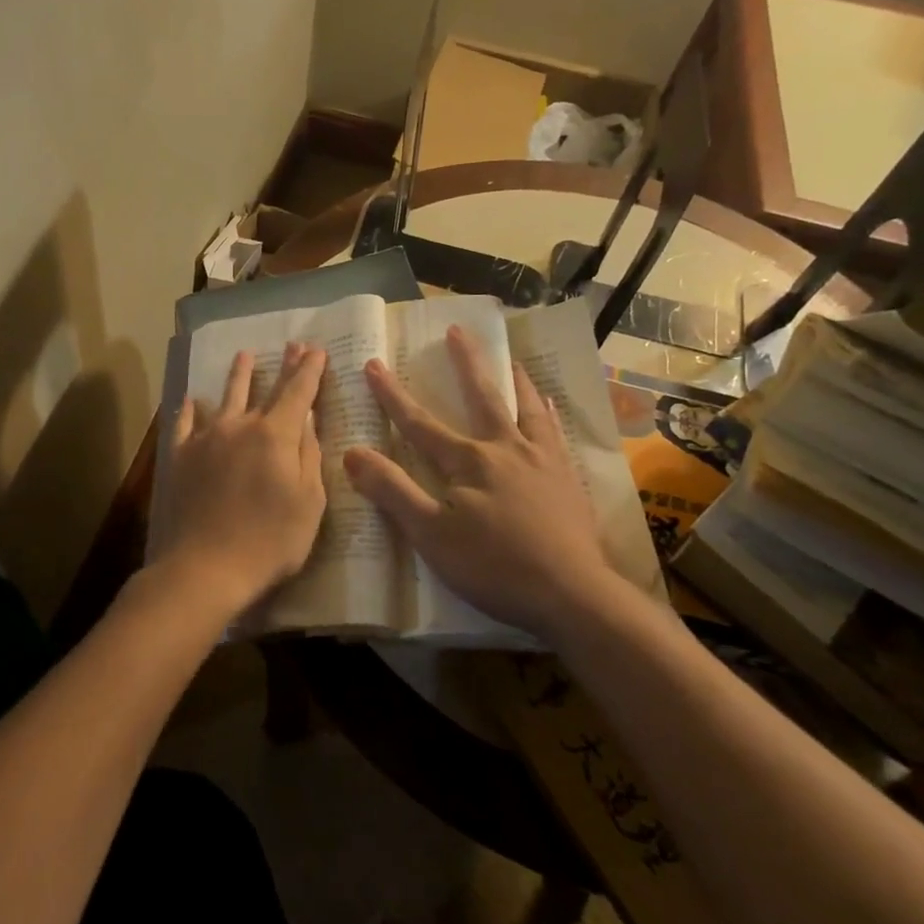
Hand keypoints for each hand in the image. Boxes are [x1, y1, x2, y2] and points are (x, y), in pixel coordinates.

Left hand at [151, 343, 327, 618]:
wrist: (205, 567)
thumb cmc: (270, 540)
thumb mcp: (308, 502)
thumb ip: (309, 456)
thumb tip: (307, 420)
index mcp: (276, 435)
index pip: (298, 392)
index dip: (309, 370)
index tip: (317, 350)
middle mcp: (241, 426)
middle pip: (265, 388)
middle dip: (282, 366)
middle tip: (291, 345)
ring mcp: (206, 439)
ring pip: (225, 398)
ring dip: (237, 376)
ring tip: (243, 356)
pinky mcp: (180, 457)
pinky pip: (185, 423)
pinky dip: (190, 409)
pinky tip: (191, 401)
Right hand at [343, 326, 614, 638]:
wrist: (571, 593)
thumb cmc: (494, 566)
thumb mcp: (431, 535)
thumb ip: (393, 491)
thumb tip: (352, 452)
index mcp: (468, 461)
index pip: (420, 423)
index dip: (392, 395)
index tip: (374, 364)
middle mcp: (506, 448)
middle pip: (481, 396)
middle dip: (465, 363)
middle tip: (457, 330)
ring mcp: (542, 460)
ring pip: (525, 407)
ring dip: (513, 378)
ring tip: (510, 357)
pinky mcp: (567, 478)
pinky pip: (556, 432)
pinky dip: (547, 412)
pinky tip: (548, 404)